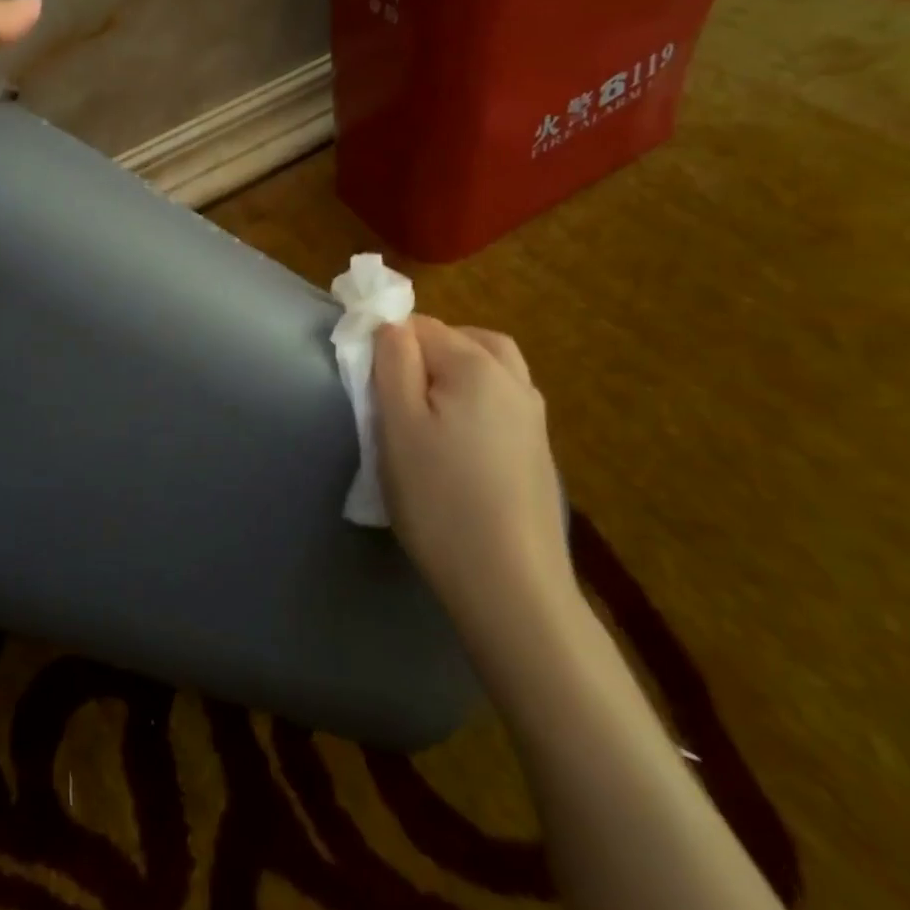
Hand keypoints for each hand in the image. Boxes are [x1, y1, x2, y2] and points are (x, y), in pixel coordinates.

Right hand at [374, 316, 574, 641]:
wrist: (510, 585)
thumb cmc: (440, 499)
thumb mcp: (398, 425)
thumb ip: (393, 363)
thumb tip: (391, 324)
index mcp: (476, 365)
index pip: (421, 326)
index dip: (389, 343)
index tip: (370, 382)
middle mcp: (513, 379)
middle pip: (464, 339)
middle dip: (427, 349)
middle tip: (395, 387)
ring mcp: (533, 416)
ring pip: (491, 366)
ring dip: (456, 370)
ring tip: (425, 406)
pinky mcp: (539, 450)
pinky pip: (504, 400)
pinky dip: (477, 398)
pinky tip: (458, 438)